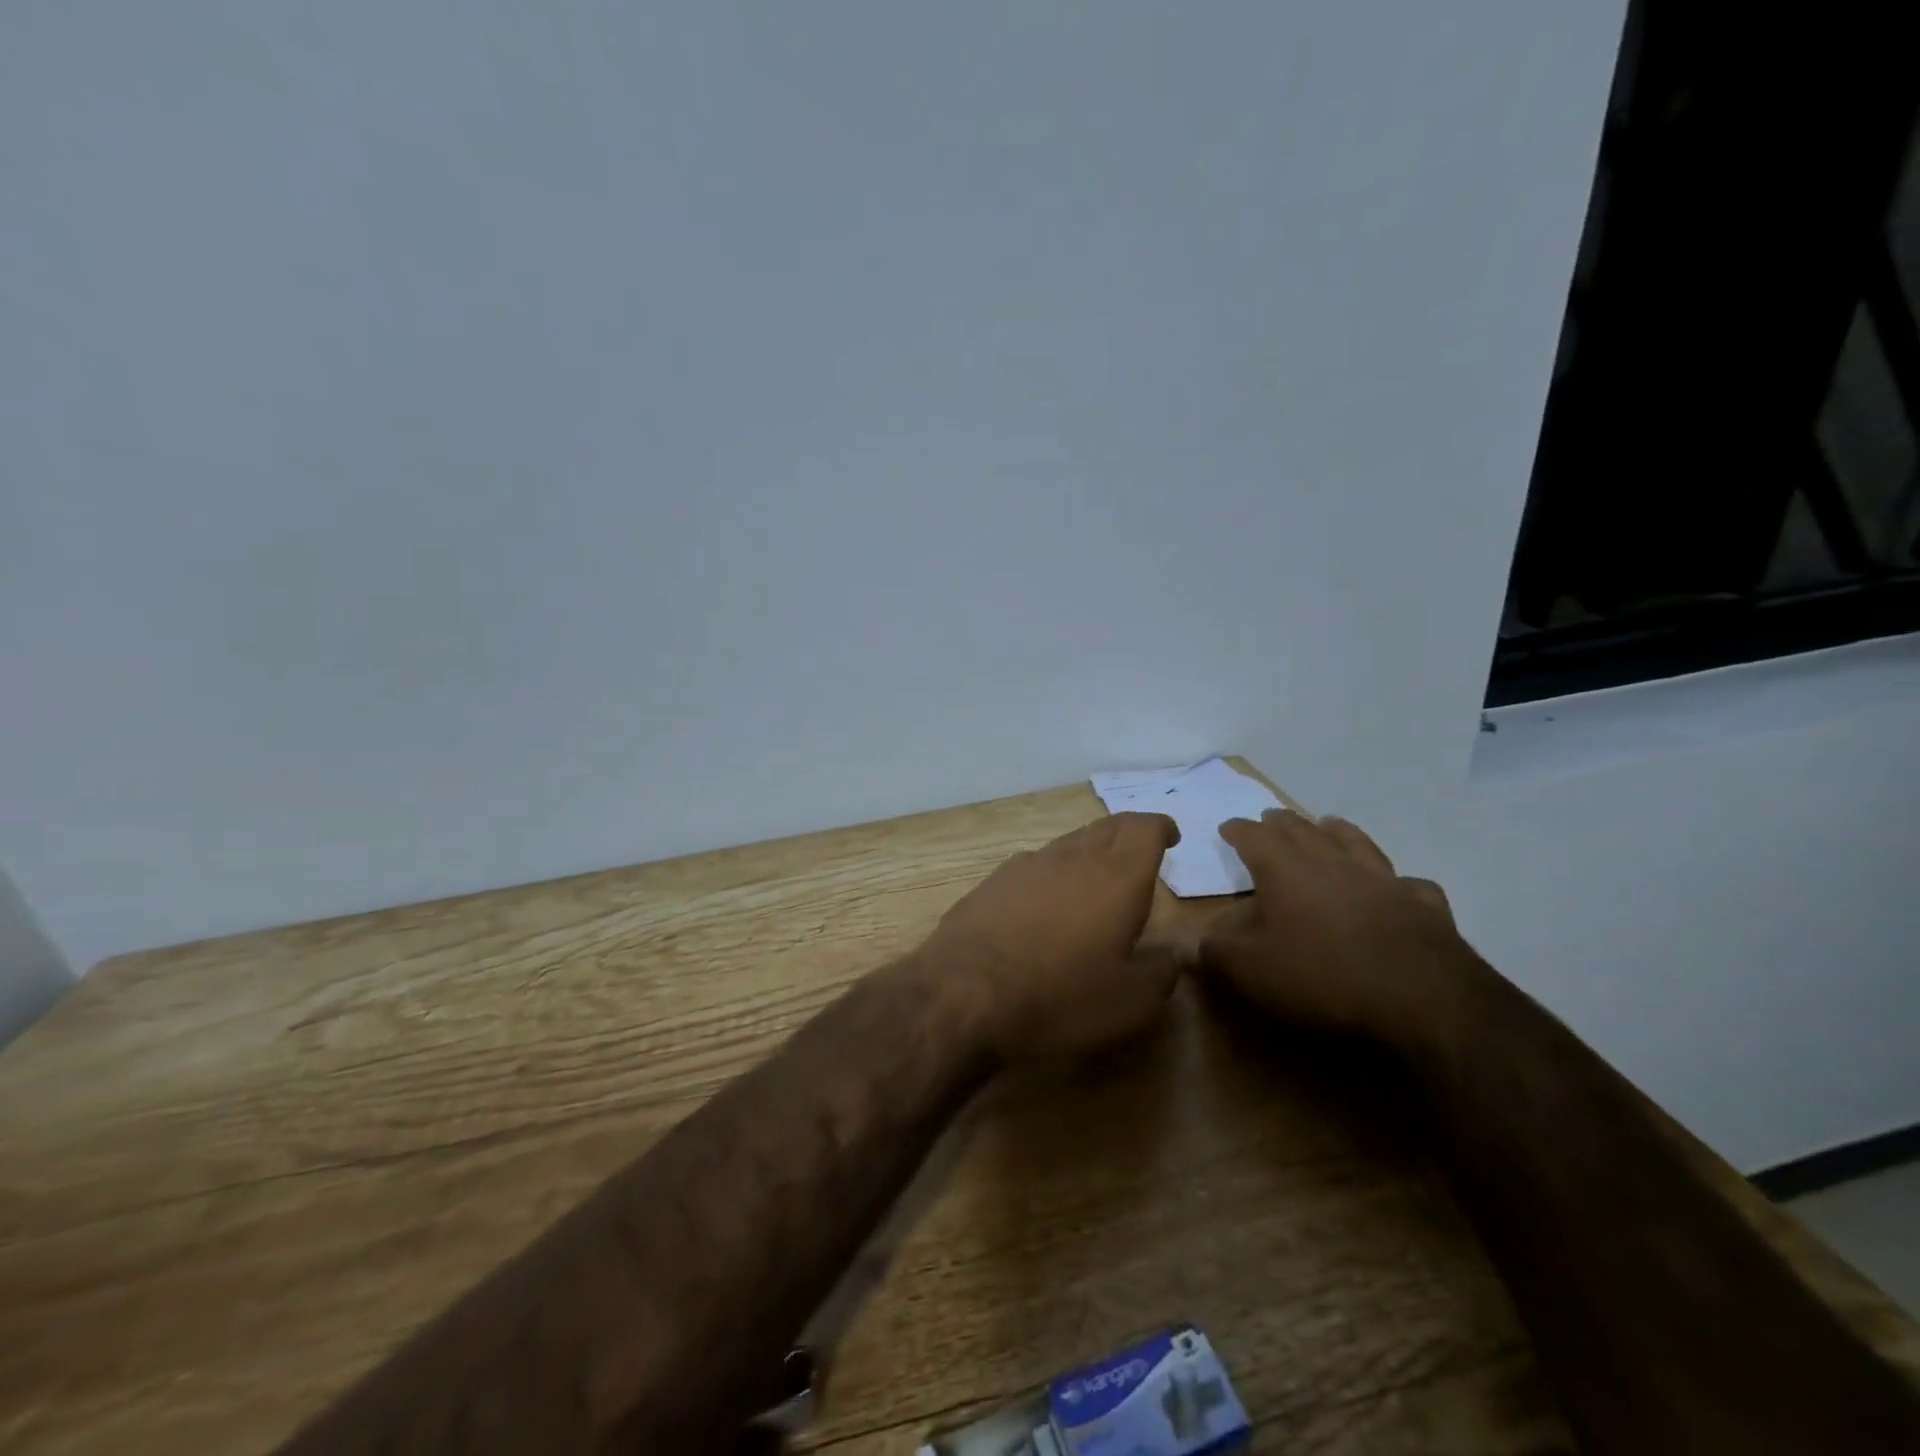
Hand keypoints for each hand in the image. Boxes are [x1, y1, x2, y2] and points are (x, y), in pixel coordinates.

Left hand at [922, 812, 1180, 1059]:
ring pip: (1069, 843)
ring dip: (1090, 850)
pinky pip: (1035, 864)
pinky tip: (1048, 898)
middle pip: (1107, 827)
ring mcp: (1027, 865)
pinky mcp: (993, 881)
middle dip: (1128, 833)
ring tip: (1097, 876)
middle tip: (1140, 851)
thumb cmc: (1060, 996)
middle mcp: (1072, 858)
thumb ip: (1161, 972)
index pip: (1143, 829)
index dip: (1160, 827)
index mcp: (1116, 878)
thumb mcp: (1130, 1002)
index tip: (1170, 837)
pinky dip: (1054, 871)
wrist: (964, 992)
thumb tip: (1174, 954)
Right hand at [1198, 810, 1492, 1050]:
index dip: (1238, 830)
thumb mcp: (1249, 970)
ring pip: (1356, 843)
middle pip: (1302, 830)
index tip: (1227, 827)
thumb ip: (1212, 952)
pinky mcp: (1423, 906)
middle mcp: (1332, 863)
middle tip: (1270, 817)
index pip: (1254, 837)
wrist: (1422, 1000)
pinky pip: (1408, 884)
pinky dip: (1397, 882)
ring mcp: (1383, 881)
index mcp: (1285, 870)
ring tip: (1329, 823)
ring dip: (1337, 831)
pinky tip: (1399, 887)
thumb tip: (1187, 942)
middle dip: (1282, 822)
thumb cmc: (1321, 976)